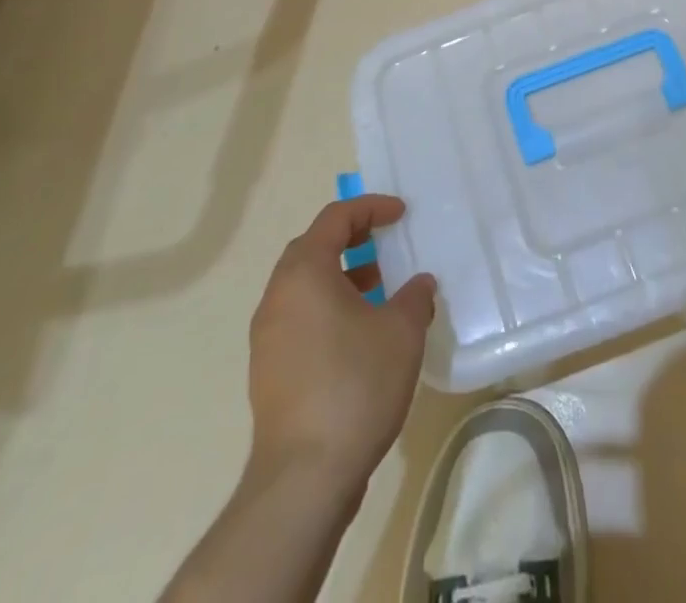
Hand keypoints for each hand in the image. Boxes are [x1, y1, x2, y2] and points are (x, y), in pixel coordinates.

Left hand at [246, 196, 437, 494]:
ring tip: (379, 290)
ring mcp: (267, 337)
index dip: (370, 208)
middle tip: (385, 243)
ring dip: (340, 276)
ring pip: (304, 286)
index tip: (401, 214)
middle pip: (312, 248)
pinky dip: (328, 308)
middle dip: (351, 238)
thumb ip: (414, 297)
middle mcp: (277, 297)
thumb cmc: (356, 385)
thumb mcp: (402, 331)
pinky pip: (299, 318)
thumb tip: (418, 285)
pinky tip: (360, 335)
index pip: (335, 218)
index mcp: (304, 273)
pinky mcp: (269, 371)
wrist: (304, 477)